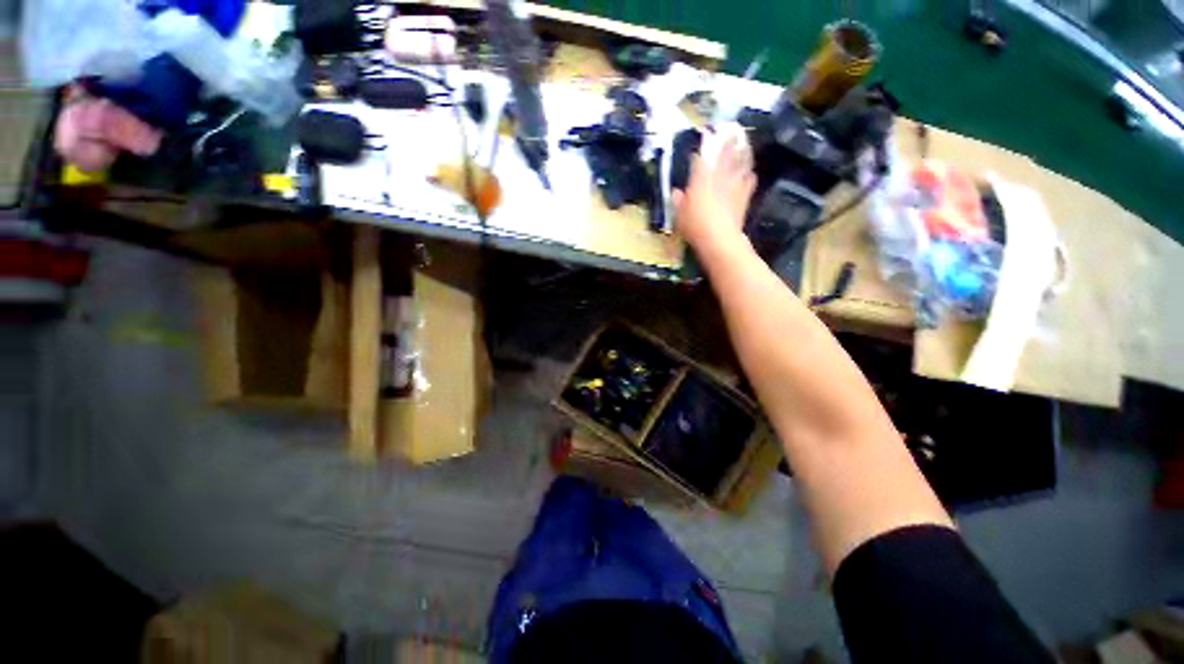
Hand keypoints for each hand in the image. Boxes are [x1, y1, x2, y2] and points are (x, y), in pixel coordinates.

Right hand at [672, 125, 756, 250]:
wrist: (719, 238)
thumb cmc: (695, 225)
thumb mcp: (679, 215)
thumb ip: (678, 201)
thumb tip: (676, 192)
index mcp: (700, 178)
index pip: (699, 159)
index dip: (700, 150)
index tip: (701, 143)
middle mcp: (719, 175)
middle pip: (725, 152)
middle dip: (727, 141)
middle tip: (731, 130)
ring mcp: (734, 183)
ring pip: (741, 161)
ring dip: (743, 152)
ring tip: (744, 145)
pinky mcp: (745, 195)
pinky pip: (751, 179)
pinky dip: (749, 175)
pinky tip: (749, 174)